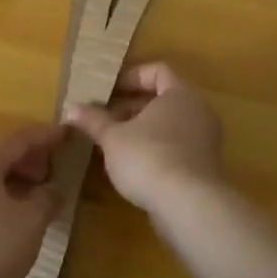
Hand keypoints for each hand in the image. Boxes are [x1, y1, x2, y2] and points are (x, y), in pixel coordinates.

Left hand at [0, 125, 64, 277]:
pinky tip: (1, 225)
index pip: (19, 140)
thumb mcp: (31, 224)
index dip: (44, 137)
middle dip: (22, 160)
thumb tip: (52, 188)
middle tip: (43, 175)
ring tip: (26, 203)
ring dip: (5, 182)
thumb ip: (46, 200)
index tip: (64, 134)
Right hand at [66, 62, 225, 214]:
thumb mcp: (113, 138)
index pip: (157, 71)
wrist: (189, 206)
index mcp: (180, 94)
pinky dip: (155, 149)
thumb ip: (94, 121)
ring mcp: (205, 140)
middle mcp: (198, 111)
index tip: (108, 91)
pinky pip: (177, 147)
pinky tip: (132, 167)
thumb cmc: (149, 157)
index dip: (131, 77)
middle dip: (131, 107)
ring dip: (141, 131)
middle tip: (104, 119)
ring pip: (169, 125)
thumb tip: (71, 108)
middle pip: (162, 99)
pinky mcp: (204, 167)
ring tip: (113, 144)